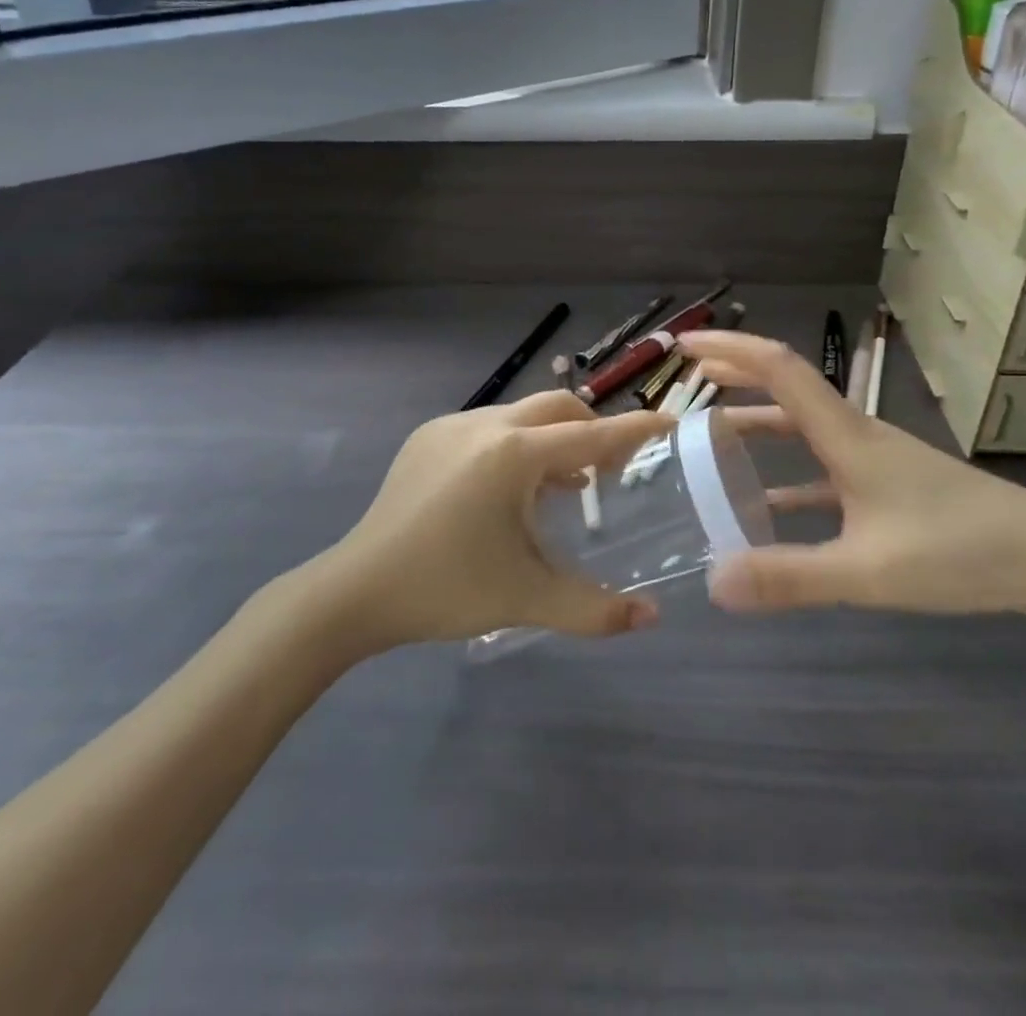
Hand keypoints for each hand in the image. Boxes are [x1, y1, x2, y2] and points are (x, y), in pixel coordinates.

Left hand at [320, 392, 671, 646]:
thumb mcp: (526, 599)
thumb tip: (650, 617)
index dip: (635, 431)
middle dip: (591, 428)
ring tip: (561, 486)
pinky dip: (514, 444)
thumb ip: (594, 609)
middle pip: (558, 407)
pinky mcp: (427, 436)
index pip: (591, 435)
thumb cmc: (446, 589)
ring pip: (521, 414)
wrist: (355, 589)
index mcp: (513, 455)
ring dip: (551, 439)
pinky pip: (488, 426)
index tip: (670, 423)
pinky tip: (507, 490)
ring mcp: (451, 425)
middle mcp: (486, 425)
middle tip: (608, 469)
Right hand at [680, 331, 1025, 616]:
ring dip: (757, 424)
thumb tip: (712, 583)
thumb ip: (791, 577)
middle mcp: (856, 436)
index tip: (687, 347)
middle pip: (786, 388)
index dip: (732, 351)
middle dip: (736, 376)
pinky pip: (822, 471)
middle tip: (687, 380)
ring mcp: (874, 462)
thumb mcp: (869, 571)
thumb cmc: (961, 551)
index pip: (781, 370)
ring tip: (711, 437)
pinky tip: (766, 505)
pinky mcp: (888, 489)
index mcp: (847, 436)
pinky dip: (786, 475)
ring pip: (802, 429)